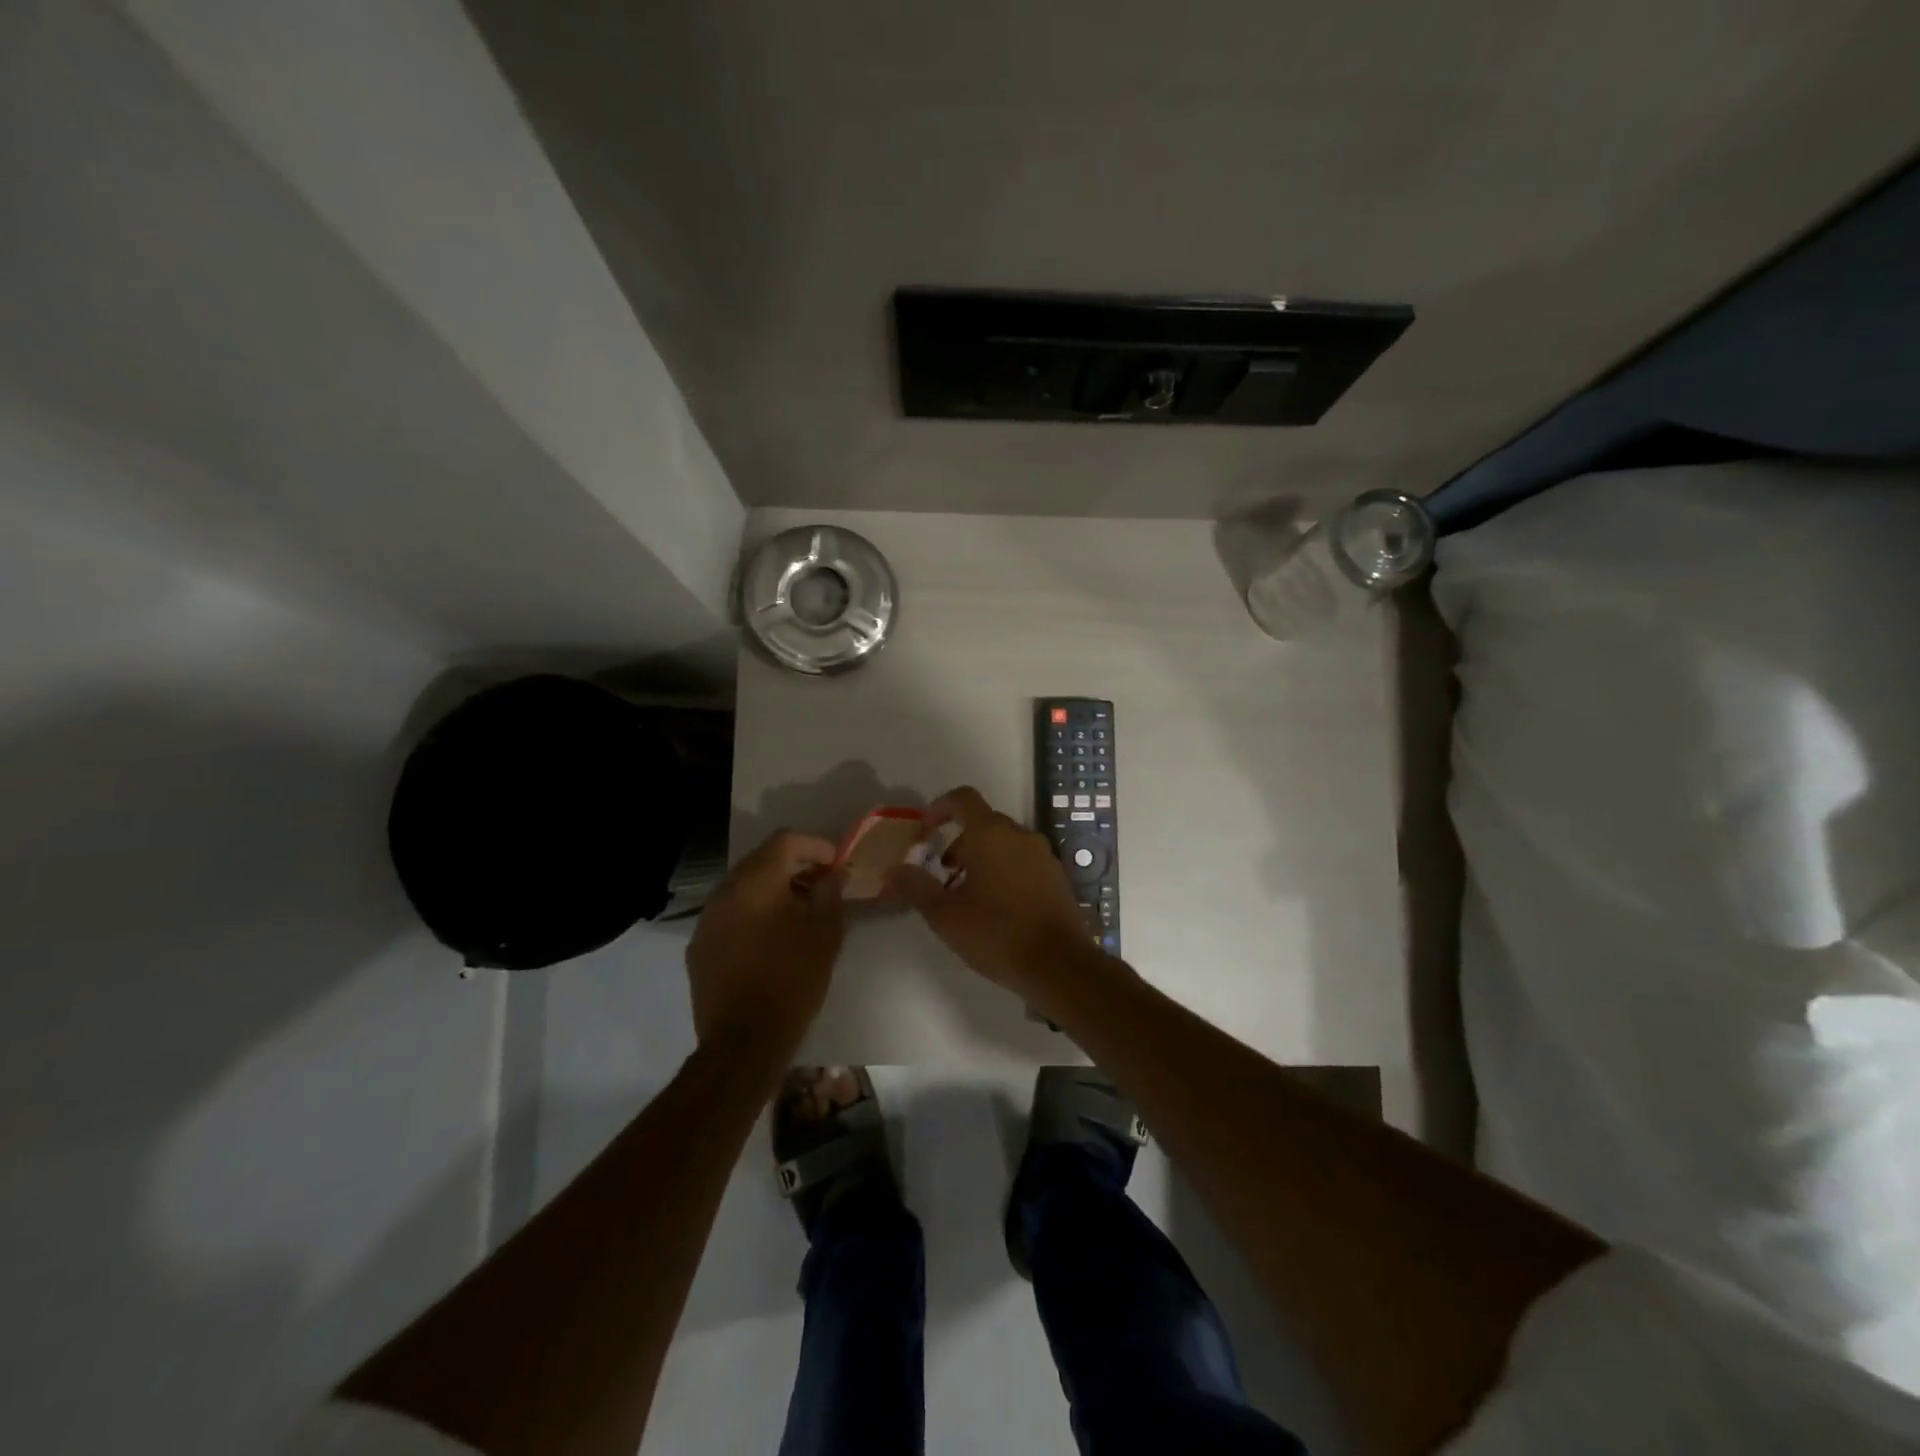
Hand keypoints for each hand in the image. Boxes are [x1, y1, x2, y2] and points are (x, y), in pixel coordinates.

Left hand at [686, 831, 843, 1059]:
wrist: (743, 1042)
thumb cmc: (792, 981)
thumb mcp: (825, 934)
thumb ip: (830, 894)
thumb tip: (832, 875)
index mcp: (755, 882)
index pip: (785, 840)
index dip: (815, 845)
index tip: (836, 865)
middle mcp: (725, 892)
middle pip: (761, 860)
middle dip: (794, 866)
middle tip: (822, 885)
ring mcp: (707, 920)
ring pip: (743, 887)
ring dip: (772, 890)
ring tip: (799, 913)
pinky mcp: (699, 947)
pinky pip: (730, 914)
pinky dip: (753, 913)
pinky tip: (771, 939)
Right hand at [886, 786, 1106, 1005]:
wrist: (1060, 964)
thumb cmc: (997, 934)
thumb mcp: (945, 916)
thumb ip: (916, 887)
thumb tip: (895, 869)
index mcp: (990, 834)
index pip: (962, 799)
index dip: (939, 808)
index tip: (924, 830)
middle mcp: (1019, 834)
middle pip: (982, 823)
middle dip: (958, 843)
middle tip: (942, 876)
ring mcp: (1042, 854)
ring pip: (1003, 843)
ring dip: (981, 858)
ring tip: (967, 896)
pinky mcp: (1056, 875)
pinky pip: (1022, 860)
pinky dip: (1004, 870)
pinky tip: (997, 907)